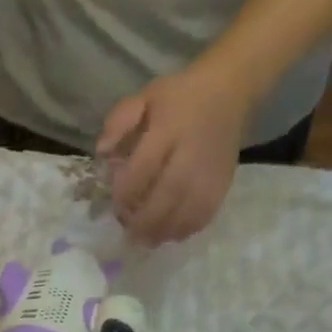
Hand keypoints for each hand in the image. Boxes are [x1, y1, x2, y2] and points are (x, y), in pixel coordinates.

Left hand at [96, 63, 254, 243]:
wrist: (230, 91)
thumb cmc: (179, 97)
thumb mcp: (144, 97)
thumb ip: (118, 122)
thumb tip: (102, 153)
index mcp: (169, 129)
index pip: (144, 168)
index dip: (126, 193)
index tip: (114, 205)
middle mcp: (191, 154)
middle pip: (167, 195)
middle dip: (143, 220)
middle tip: (128, 234)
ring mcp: (210, 172)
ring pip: (187, 211)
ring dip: (163, 231)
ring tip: (146, 240)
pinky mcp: (223, 184)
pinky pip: (204, 215)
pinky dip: (185, 230)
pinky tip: (169, 234)